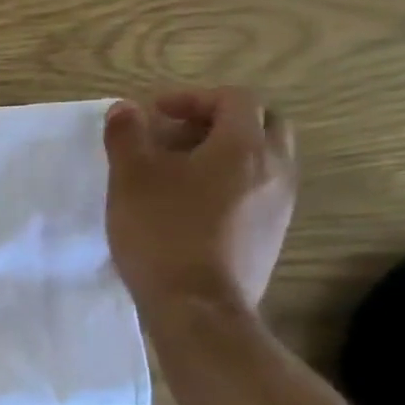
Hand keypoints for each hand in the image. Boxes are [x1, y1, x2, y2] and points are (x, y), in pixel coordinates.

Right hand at [102, 87, 296, 315]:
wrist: (197, 306)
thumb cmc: (162, 232)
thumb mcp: (131, 178)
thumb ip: (127, 136)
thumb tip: (126, 109)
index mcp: (243, 147)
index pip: (234, 99)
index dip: (193, 98)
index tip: (156, 112)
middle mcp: (274, 169)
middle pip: (261, 125)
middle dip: (219, 122)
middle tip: (177, 135)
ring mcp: (279, 205)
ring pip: (262, 161)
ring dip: (225, 155)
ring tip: (179, 173)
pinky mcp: (270, 236)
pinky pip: (257, 193)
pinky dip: (229, 185)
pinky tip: (191, 208)